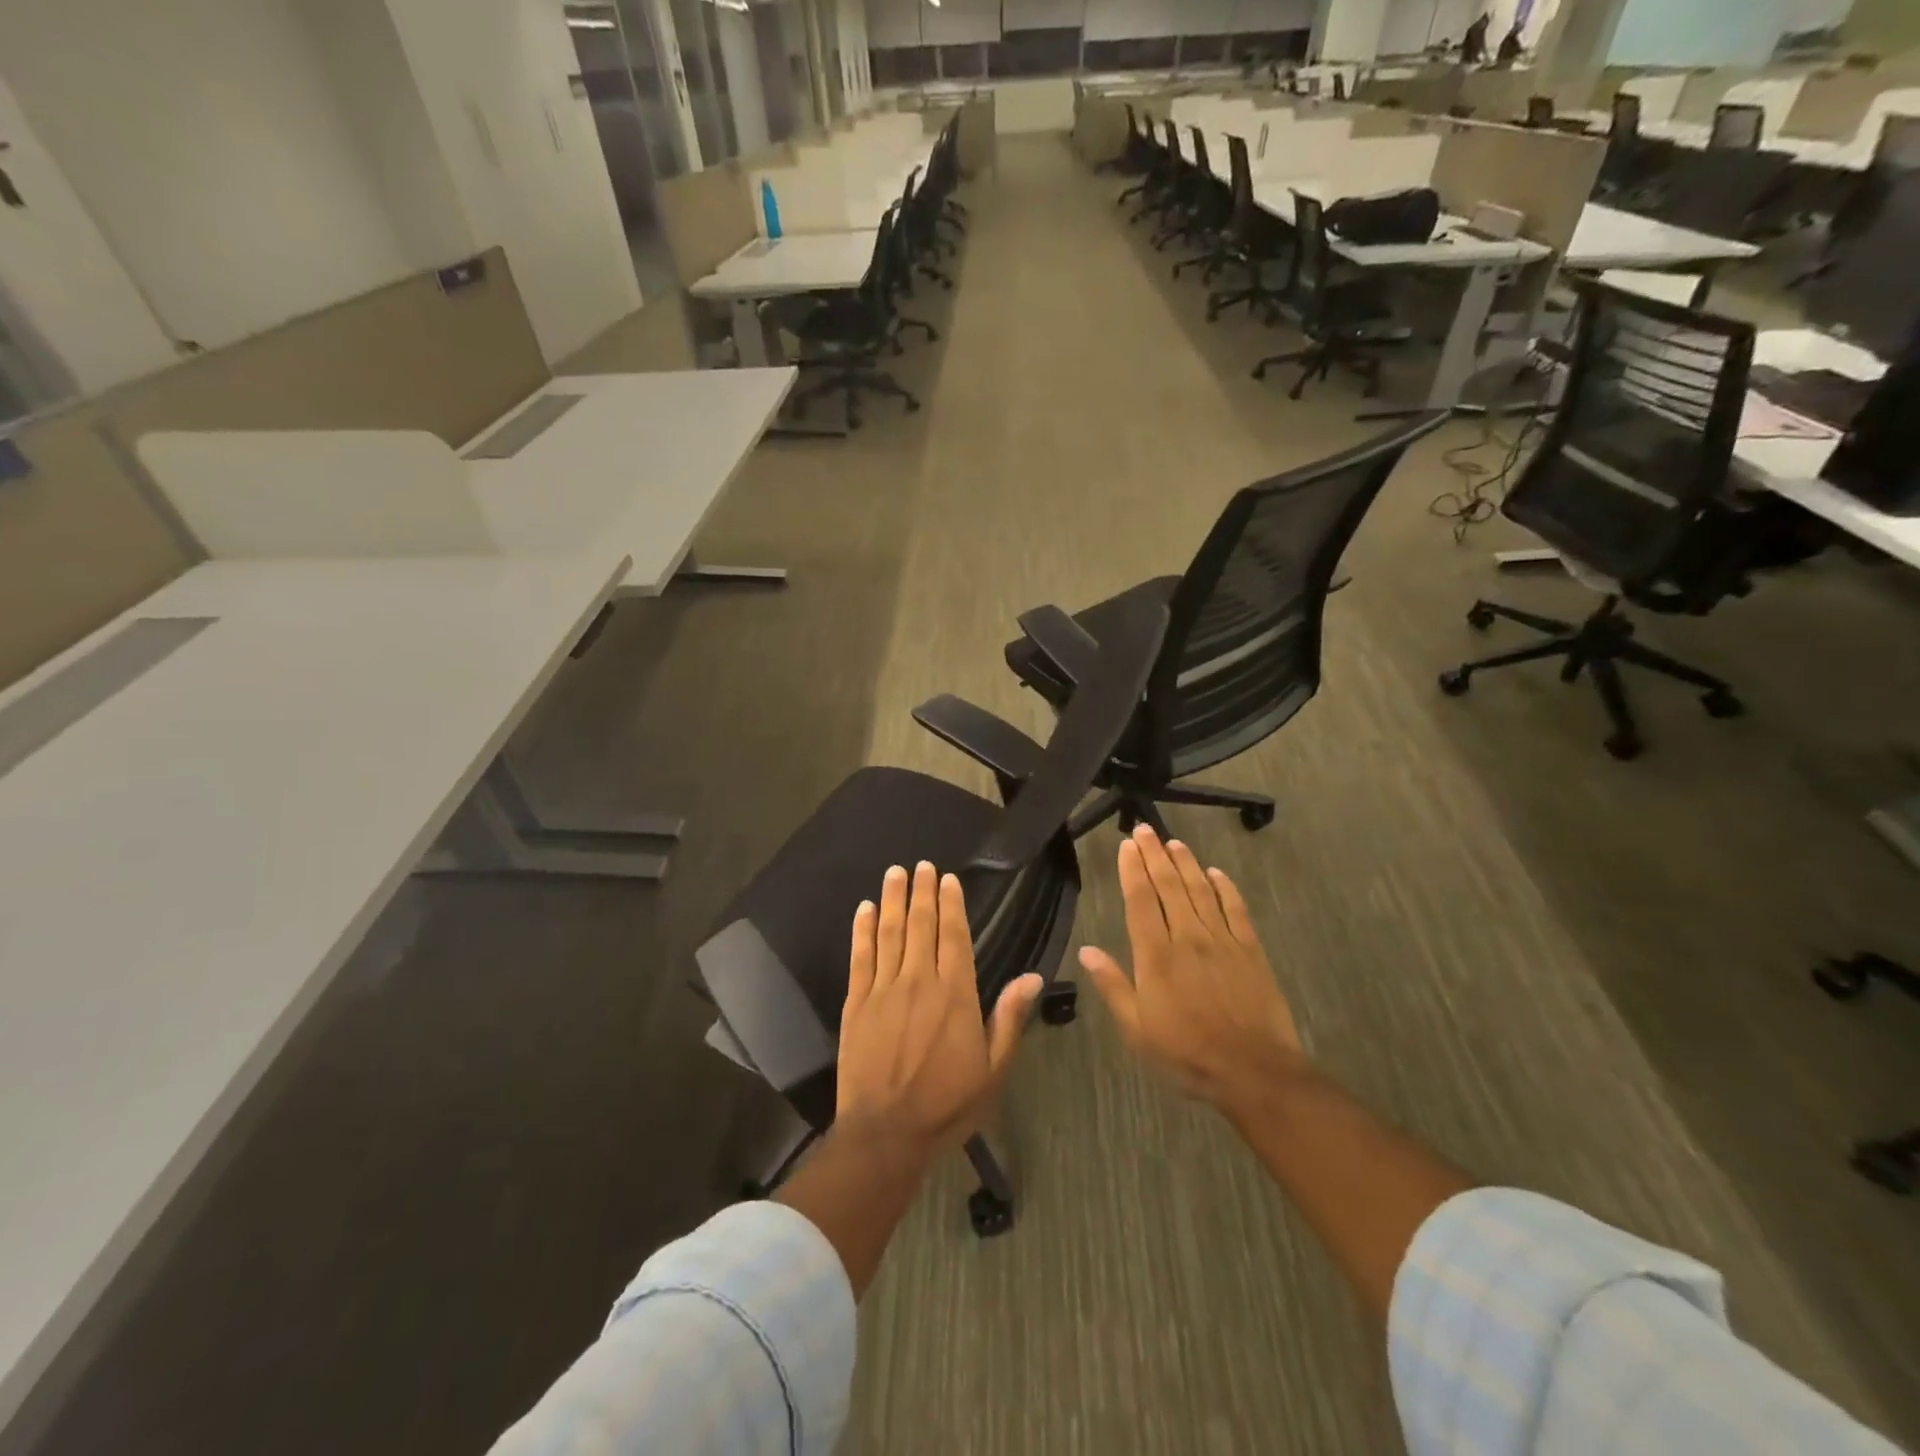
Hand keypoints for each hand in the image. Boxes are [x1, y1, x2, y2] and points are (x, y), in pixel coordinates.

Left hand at [837, 862, 1041, 1159]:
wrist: (886, 1133)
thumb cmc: (947, 1104)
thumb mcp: (993, 1068)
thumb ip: (1009, 1018)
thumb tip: (1034, 976)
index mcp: (955, 993)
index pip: (954, 935)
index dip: (951, 904)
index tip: (948, 878)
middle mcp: (919, 980)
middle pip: (920, 925)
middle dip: (922, 892)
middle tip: (921, 865)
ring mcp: (883, 989)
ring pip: (889, 933)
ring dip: (892, 900)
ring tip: (895, 873)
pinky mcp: (856, 1003)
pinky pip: (860, 957)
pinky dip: (862, 930)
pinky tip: (863, 909)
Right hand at [1079, 826, 1308, 1119]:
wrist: (1253, 1070)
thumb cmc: (1186, 1053)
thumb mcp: (1137, 1029)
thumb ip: (1113, 986)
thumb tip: (1087, 950)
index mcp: (1156, 955)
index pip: (1140, 900)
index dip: (1132, 870)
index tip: (1126, 846)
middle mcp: (1187, 937)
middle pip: (1169, 886)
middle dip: (1154, 855)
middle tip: (1145, 830)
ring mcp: (1222, 940)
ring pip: (1201, 890)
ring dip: (1186, 863)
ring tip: (1174, 842)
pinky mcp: (1250, 949)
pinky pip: (1236, 909)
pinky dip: (1225, 887)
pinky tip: (1216, 873)